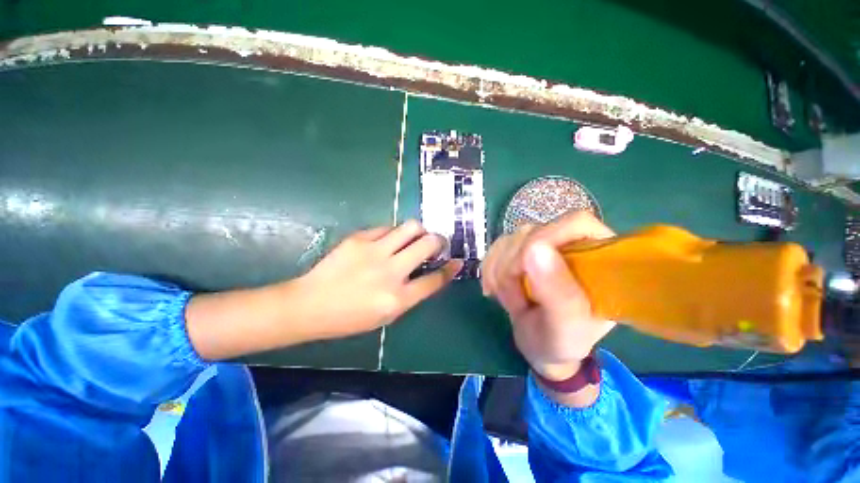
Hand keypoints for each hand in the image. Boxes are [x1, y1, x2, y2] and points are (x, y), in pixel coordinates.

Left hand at [292, 220, 461, 339]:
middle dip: (439, 241)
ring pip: (411, 227)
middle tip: (436, 243)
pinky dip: (393, 233)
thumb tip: (427, 273)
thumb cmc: (350, 317)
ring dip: (419, 231)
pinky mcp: (359, 239)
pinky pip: (386, 228)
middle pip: (428, 245)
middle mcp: (390, 273)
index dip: (451, 269)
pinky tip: (387, 241)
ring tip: (416, 236)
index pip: (434, 280)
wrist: (310, 305)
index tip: (457, 261)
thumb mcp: (386, 315)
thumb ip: (410, 294)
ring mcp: (374, 252)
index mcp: (398, 299)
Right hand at [482, 211, 615, 381]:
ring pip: (509, 240)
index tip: (523, 270)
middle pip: (532, 232)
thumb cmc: (560, 341)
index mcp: (598, 258)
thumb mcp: (565, 326)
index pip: (574, 223)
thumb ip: (557, 291)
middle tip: (515, 300)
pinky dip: (490, 270)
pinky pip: (495, 248)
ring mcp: (542, 246)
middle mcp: (570, 244)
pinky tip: (495, 289)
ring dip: (500, 272)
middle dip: (513, 267)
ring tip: (511, 300)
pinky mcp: (519, 251)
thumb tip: (535, 249)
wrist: (539, 345)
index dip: (544, 239)